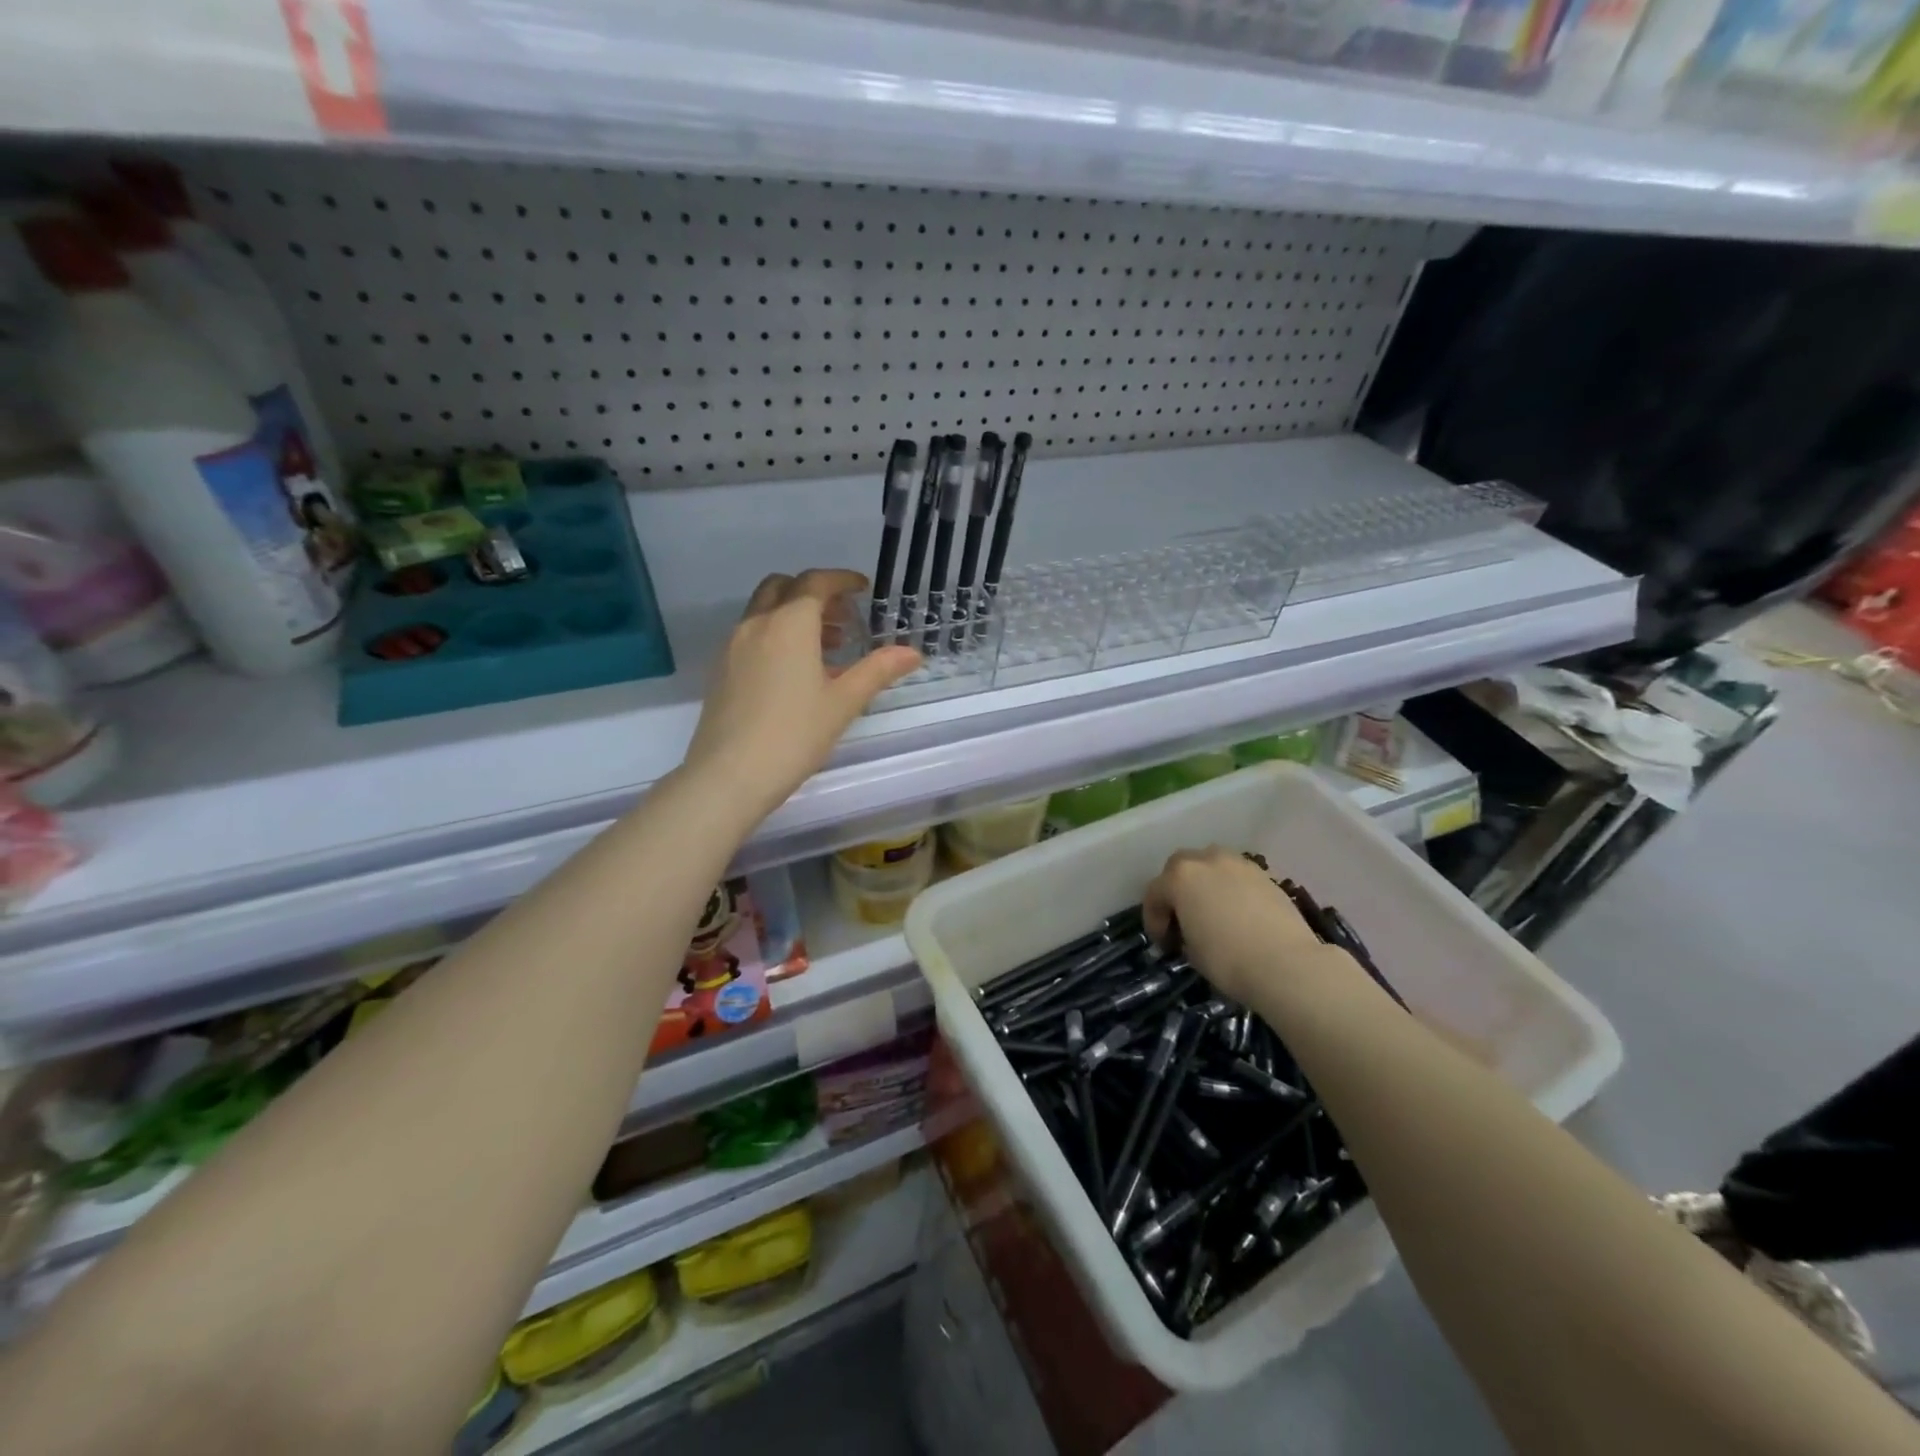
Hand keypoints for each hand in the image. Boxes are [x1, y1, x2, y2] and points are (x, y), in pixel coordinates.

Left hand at [684, 569, 920, 820]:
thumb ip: (878, 670)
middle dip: (815, 593)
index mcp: (789, 624)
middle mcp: (757, 624)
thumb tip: (912, 653)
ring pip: (765, 611)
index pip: (815, 583)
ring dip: (795, 614)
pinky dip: (776, 635)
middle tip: (843, 619)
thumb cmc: (794, 735)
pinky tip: (795, 672)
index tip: (862, 589)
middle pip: (783, 587)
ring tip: (827, 649)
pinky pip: (752, 634)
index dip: (842, 580)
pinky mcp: (720, 669)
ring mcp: (733, 646)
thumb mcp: (844, 703)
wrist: (729, 775)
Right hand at [1143, 846, 1350, 1005]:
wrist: (1286, 964)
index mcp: (1180, 877)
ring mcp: (1238, 864)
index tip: (1164, 945)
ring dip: (1205, 883)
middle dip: (1176, 891)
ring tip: (1211, 911)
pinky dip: (1231, 889)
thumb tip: (1192, 932)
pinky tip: (1238, 913)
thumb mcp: (1191, 951)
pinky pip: (1237, 877)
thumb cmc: (1228, 960)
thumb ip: (1184, 932)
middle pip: (1180, 868)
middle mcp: (1206, 860)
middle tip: (1182, 920)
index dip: (1154, 921)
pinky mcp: (1265, 875)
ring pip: (1211, 866)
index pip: (1154, 894)